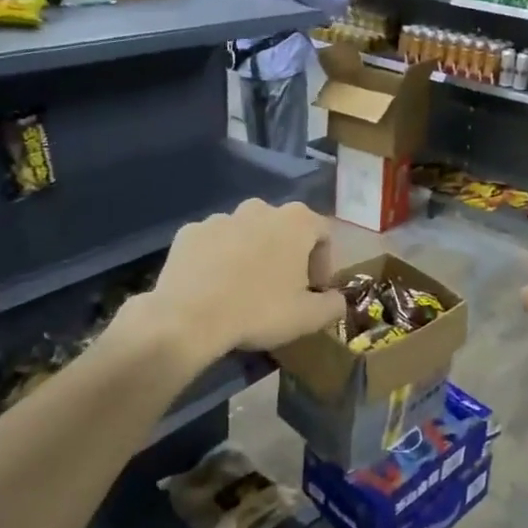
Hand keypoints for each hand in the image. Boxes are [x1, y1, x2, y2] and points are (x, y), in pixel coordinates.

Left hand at [105, 200, 346, 364]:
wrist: (188, 318)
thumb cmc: (259, 310)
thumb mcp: (309, 317)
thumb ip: (333, 305)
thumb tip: (339, 300)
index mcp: (296, 221)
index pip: (323, 233)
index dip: (324, 262)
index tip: (315, 289)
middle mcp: (260, 209)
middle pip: (283, 229)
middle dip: (287, 254)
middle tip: (282, 288)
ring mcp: (221, 218)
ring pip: (246, 233)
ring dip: (251, 253)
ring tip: (244, 288)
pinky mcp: (189, 232)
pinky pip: (213, 243)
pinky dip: (218, 258)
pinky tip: (213, 286)